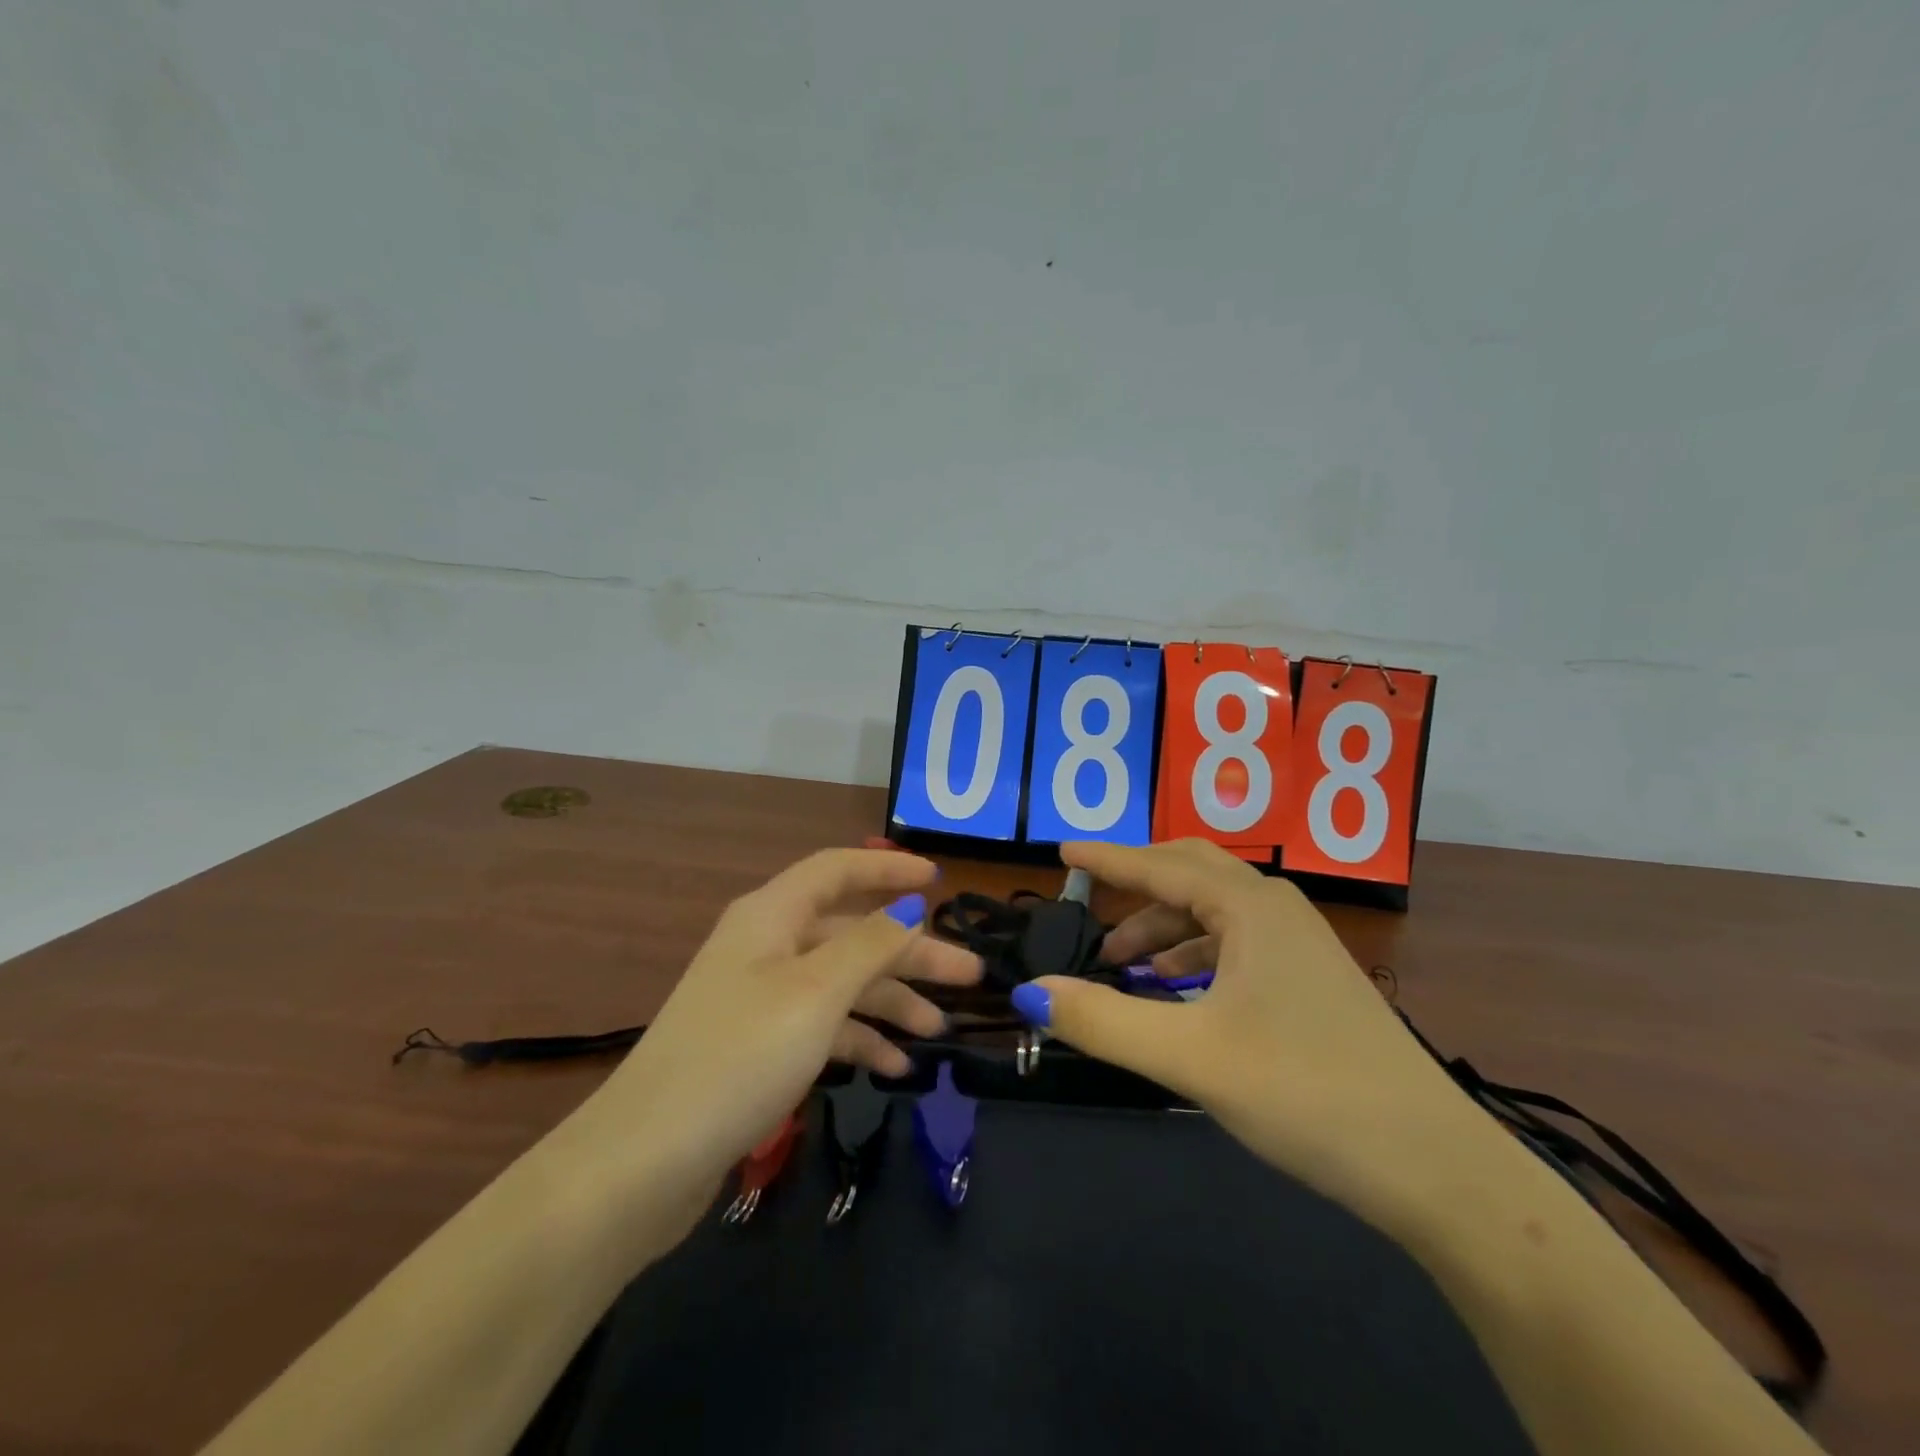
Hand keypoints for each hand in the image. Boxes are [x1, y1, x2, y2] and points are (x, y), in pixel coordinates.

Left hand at [555, 849, 980, 1221]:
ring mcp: (760, 998)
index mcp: (772, 916)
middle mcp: (767, 946)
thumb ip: (870, 944)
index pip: (838, 870)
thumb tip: (908, 907)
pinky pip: (822, 1026)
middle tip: (970, 975)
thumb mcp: (816, 992)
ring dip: (890, 1001)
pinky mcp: (758, 1047)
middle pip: (851, 932)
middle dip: (910, 951)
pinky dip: (858, 1040)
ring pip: (841, 982)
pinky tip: (894, 1067)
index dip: (888, 868)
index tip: (938, 881)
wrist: (644, 1161)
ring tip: (938, 1029)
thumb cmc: (739, 1056)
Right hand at [1008, 839, 1507, 1226]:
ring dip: (1164, 926)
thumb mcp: (1192, 1058)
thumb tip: (1031, 992)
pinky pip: (1237, 943)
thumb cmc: (1306, 1093)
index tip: (1062, 853)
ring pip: (1215, 911)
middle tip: (1090, 901)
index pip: (1160, 866)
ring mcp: (1300, 944)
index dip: (1107, 859)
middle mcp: (1276, 909)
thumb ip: (1104, 1022)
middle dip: (1137, 884)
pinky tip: (1176, 990)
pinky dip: (1194, 953)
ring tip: (1122, 964)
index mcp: (1251, 907)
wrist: (1433, 1167)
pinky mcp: (1310, 979)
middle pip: (1192, 872)